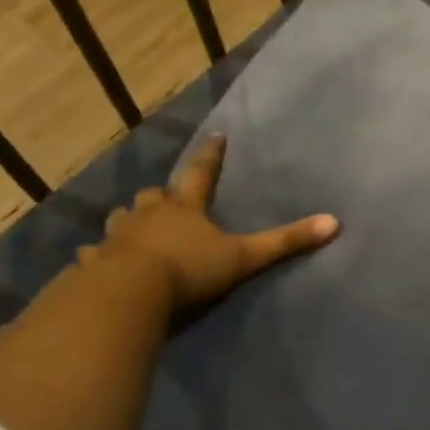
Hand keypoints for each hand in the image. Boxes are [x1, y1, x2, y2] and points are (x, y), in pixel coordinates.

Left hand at [94, 133, 337, 312]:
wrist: (131, 293)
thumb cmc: (190, 270)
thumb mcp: (244, 257)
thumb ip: (285, 242)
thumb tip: (334, 223)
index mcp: (185, 208)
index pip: (202, 174)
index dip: (211, 156)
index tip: (216, 136)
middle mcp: (149, 215)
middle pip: (155, 196)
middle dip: (162, 196)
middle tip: (167, 198)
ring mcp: (118, 237)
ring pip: (122, 219)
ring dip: (130, 220)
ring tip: (133, 227)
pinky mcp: (96, 262)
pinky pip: (95, 254)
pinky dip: (98, 255)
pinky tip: (95, 261)